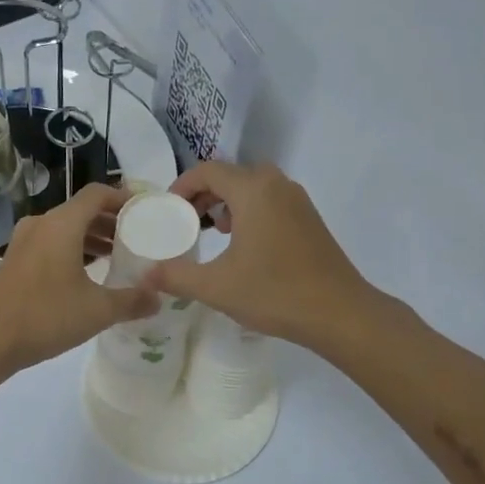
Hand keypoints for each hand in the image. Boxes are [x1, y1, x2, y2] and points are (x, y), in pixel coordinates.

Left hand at [0, 185, 158, 372]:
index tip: (146, 212)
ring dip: (92, 237)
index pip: (97, 194)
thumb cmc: (46, 318)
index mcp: (62, 224)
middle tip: (138, 237)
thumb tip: (158, 298)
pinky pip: (51, 243)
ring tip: (118, 256)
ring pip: (66, 228)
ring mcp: (24, 241)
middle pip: (82, 210)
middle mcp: (41, 224)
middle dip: (111, 221)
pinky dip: (73, 249)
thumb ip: (132, 301)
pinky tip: (89, 273)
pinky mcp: (15, 260)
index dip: (124, 198)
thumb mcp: (97, 311)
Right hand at [140, 162, 374, 345]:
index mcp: (253, 191)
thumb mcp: (217, 287)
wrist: (340, 313)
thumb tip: (144, 275)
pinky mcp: (309, 218)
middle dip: (203, 195)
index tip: (167, 211)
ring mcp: (297, 200)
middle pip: (230, 175)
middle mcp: (276, 185)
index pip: (207, 171)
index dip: (181, 186)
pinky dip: (249, 212)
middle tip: (185, 223)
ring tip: (211, 234)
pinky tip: (243, 246)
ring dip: (227, 203)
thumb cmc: (275, 293)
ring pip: (252, 188)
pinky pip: (270, 201)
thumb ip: (176, 276)